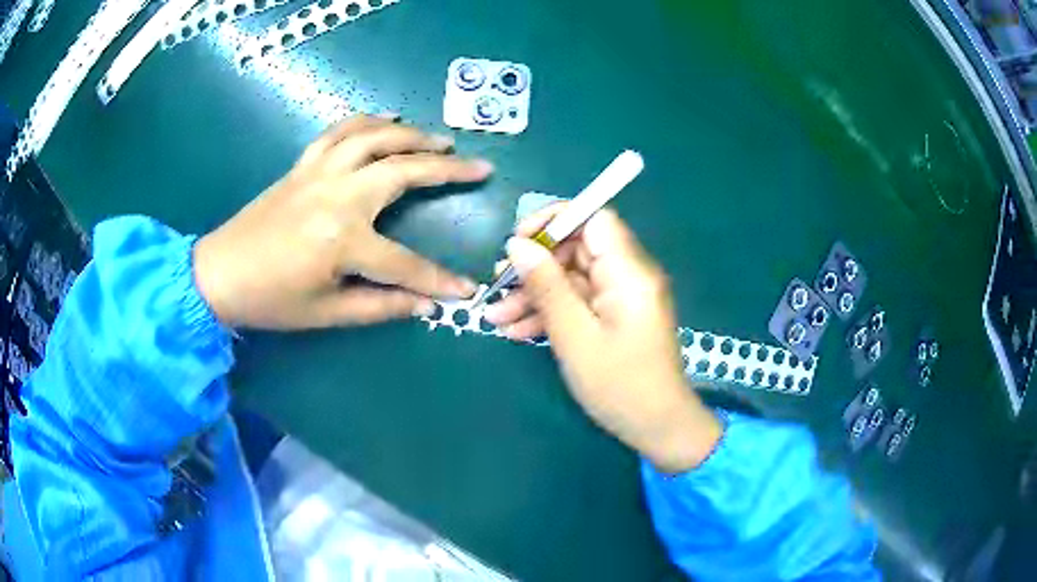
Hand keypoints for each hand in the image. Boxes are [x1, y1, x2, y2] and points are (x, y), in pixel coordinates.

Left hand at [193, 115, 490, 328]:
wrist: (219, 274)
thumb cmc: (270, 300)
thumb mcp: (326, 314)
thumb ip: (380, 307)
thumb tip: (425, 306)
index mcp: (343, 240)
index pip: (405, 264)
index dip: (438, 280)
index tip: (466, 289)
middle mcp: (337, 195)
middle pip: (402, 171)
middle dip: (446, 170)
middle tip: (479, 167)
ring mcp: (319, 173)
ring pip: (374, 138)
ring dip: (412, 135)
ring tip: (440, 141)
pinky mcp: (303, 165)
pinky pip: (339, 131)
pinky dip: (367, 120)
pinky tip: (387, 119)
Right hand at [485, 205, 721, 472]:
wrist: (657, 427)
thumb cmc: (619, 385)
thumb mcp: (574, 336)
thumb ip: (546, 286)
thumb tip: (517, 245)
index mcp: (629, 271)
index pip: (594, 218)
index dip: (554, 221)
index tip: (518, 241)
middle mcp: (629, 275)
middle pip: (576, 250)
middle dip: (534, 267)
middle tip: (497, 287)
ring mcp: (622, 297)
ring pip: (572, 279)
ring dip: (534, 295)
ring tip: (496, 318)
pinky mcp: (615, 316)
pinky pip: (579, 302)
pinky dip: (551, 313)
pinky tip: (518, 332)